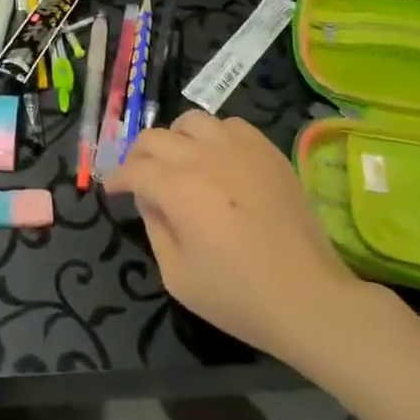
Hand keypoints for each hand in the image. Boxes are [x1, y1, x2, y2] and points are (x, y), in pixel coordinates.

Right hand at [105, 111, 362, 363]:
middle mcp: (204, 157)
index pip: (134, 169)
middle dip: (138, 155)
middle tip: (138, 176)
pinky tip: (217, 158)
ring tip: (178, 160)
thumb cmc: (237, 296)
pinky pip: (231, 125)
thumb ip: (155, 229)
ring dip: (175, 138)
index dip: (116, 178)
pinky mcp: (268, 151)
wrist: (308, 297)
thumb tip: (150, 199)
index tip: (112, 189)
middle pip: (156, 137)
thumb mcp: (177, 276)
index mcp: (177, 188)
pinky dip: (214, 136)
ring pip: (192, 121)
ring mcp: (240, 149)